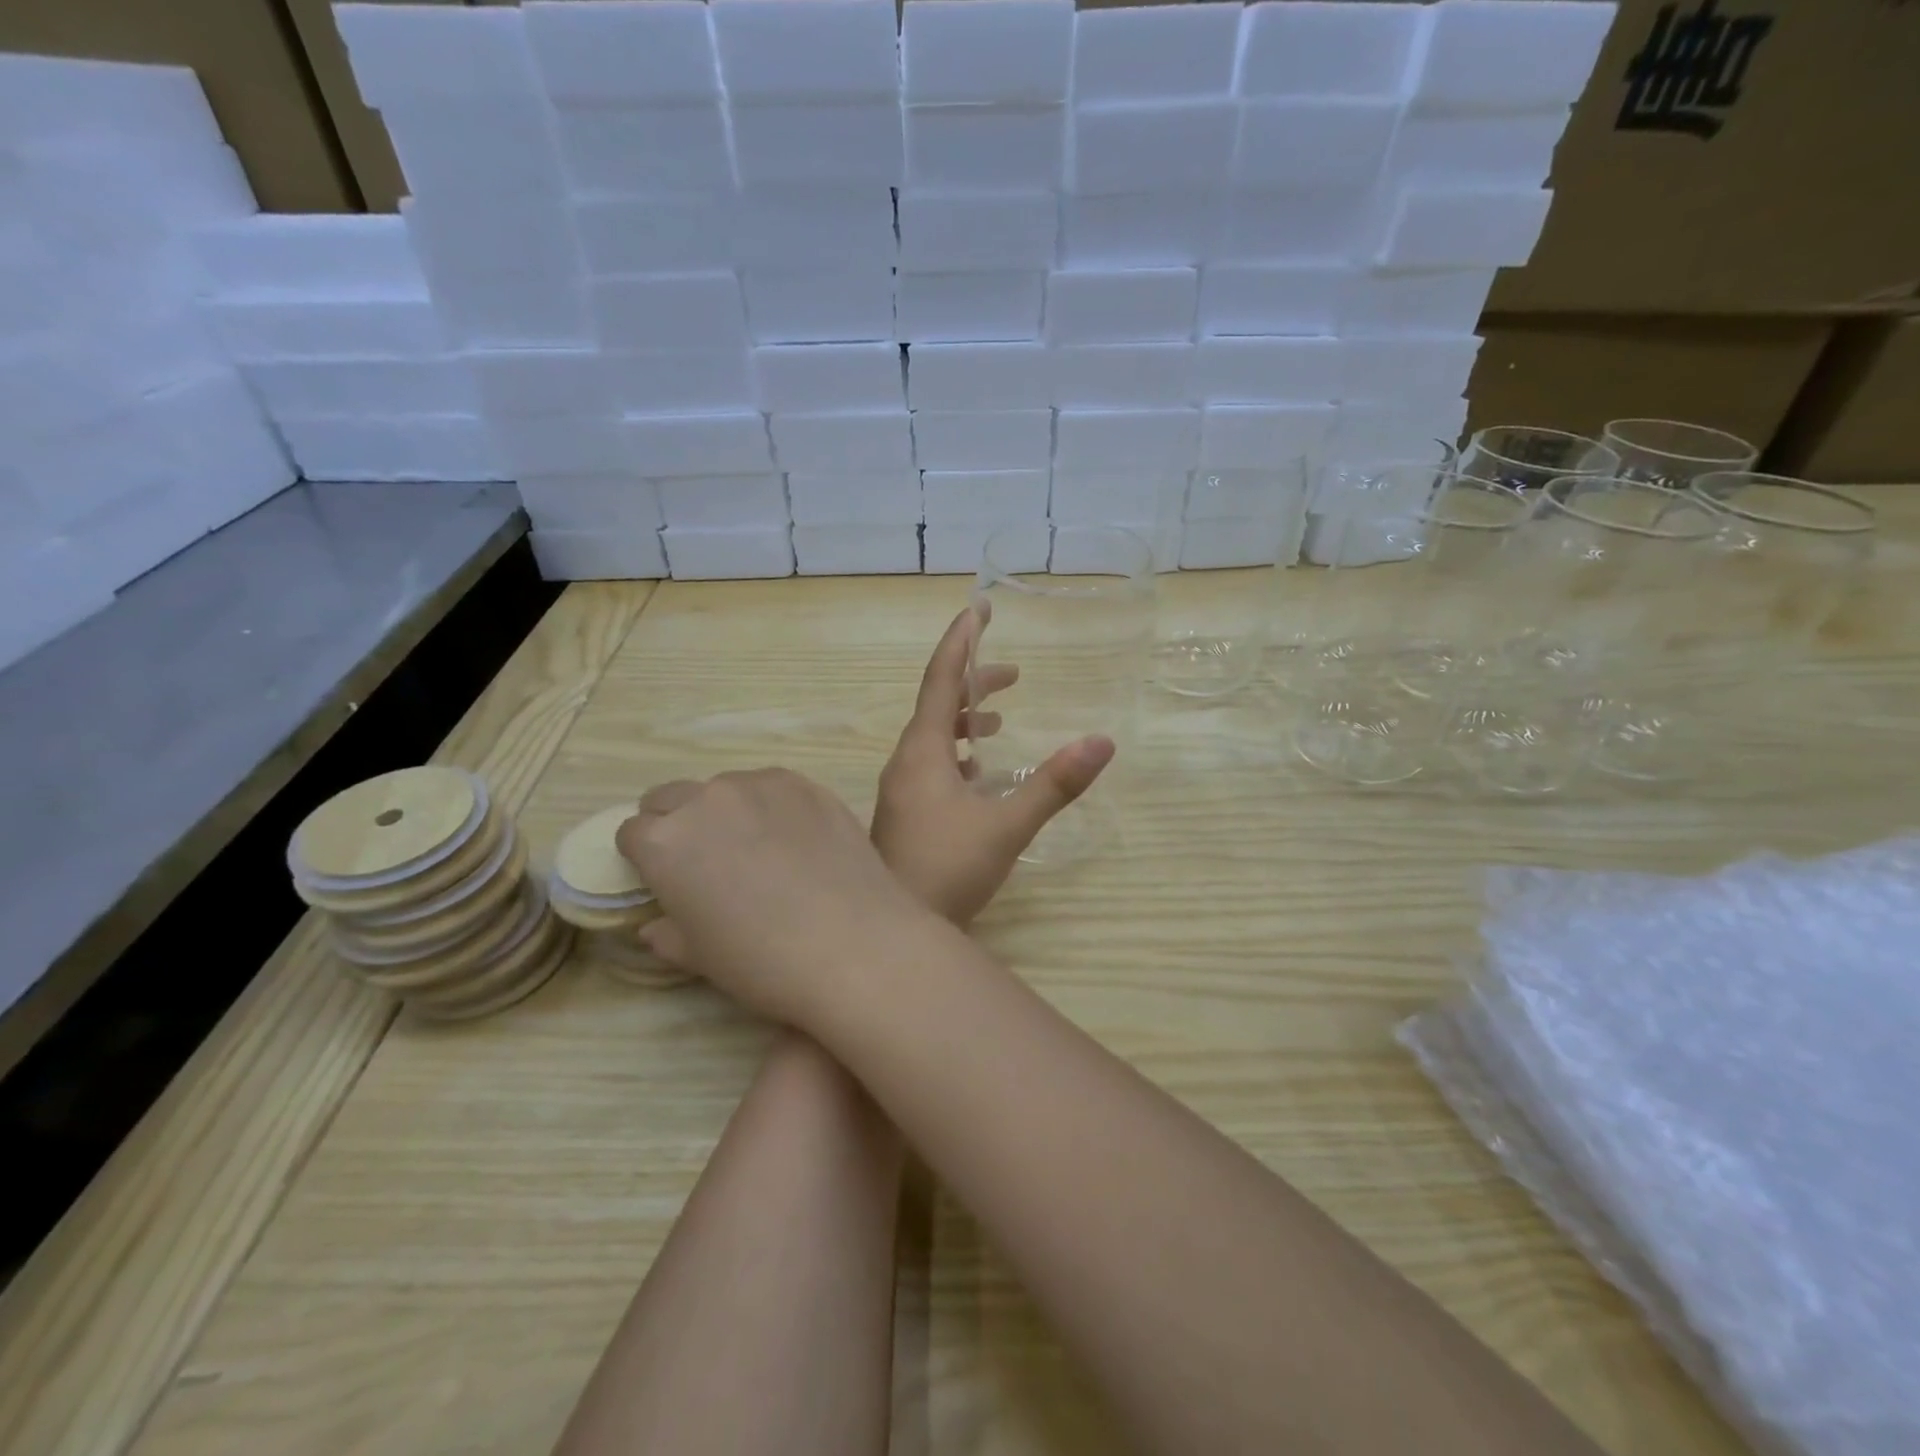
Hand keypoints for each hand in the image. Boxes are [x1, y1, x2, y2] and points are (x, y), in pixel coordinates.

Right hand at [615, 769, 936, 1023]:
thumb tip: (655, 924)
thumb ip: (668, 932)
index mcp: (664, 841)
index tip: (666, 877)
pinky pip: (773, 785)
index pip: (632, 831)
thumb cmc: (764, 962)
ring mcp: (760, 784)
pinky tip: (798, 839)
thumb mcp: (701, 957)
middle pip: (672, 796)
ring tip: (760, 849)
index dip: (646, 856)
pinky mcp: (806, 783)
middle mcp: (706, 799)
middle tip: (708, 860)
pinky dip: (772, 805)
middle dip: (677, 823)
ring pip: (725, 787)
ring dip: (727, 810)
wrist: (854, 943)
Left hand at [871, 607, 1114, 924]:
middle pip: (937, 705)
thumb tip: (1102, 742)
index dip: (960, 642)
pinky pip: (931, 763)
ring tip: (1000, 718)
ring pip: (933, 736)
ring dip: (966, 719)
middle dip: (973, 682)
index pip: (941, 680)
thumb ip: (1054, 785)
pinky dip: (958, 752)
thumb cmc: (947, 871)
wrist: (891, 930)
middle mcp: (905, 762)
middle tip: (1012, 672)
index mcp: (922, 752)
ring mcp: (900, 789)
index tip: (977, 607)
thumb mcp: (1007, 827)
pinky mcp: (904, 813)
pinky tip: (979, 772)